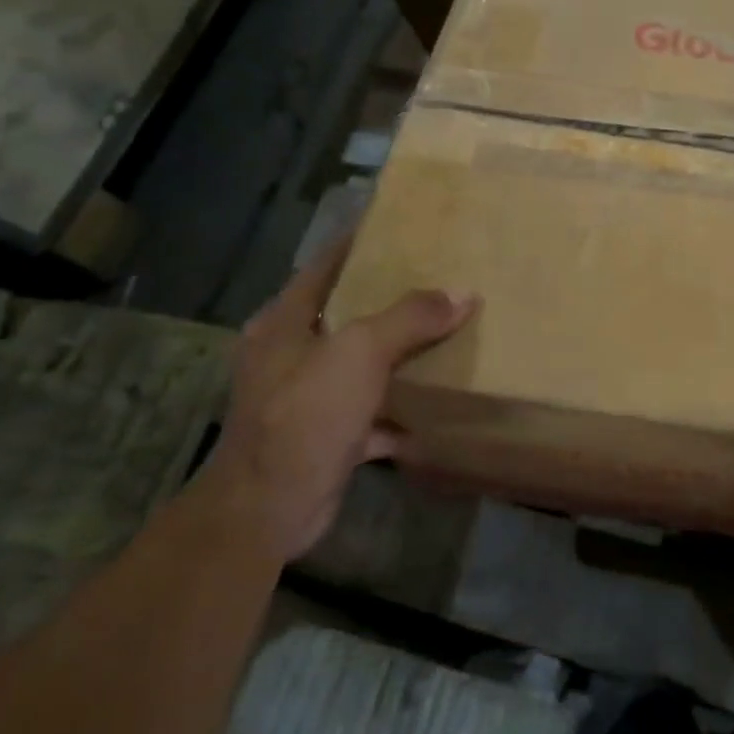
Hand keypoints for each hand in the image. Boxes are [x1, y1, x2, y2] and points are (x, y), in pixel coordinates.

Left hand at [207, 240, 477, 559]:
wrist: (269, 508)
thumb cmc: (305, 415)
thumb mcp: (360, 353)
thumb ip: (410, 318)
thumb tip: (463, 293)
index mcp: (284, 323)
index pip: (324, 266)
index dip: (358, 243)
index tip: (397, 225)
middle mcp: (290, 355)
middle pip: (346, 314)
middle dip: (388, 299)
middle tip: (436, 277)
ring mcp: (306, 398)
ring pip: (360, 364)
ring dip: (397, 354)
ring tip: (444, 331)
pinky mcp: (325, 436)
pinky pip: (371, 412)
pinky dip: (399, 410)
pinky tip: (435, 404)